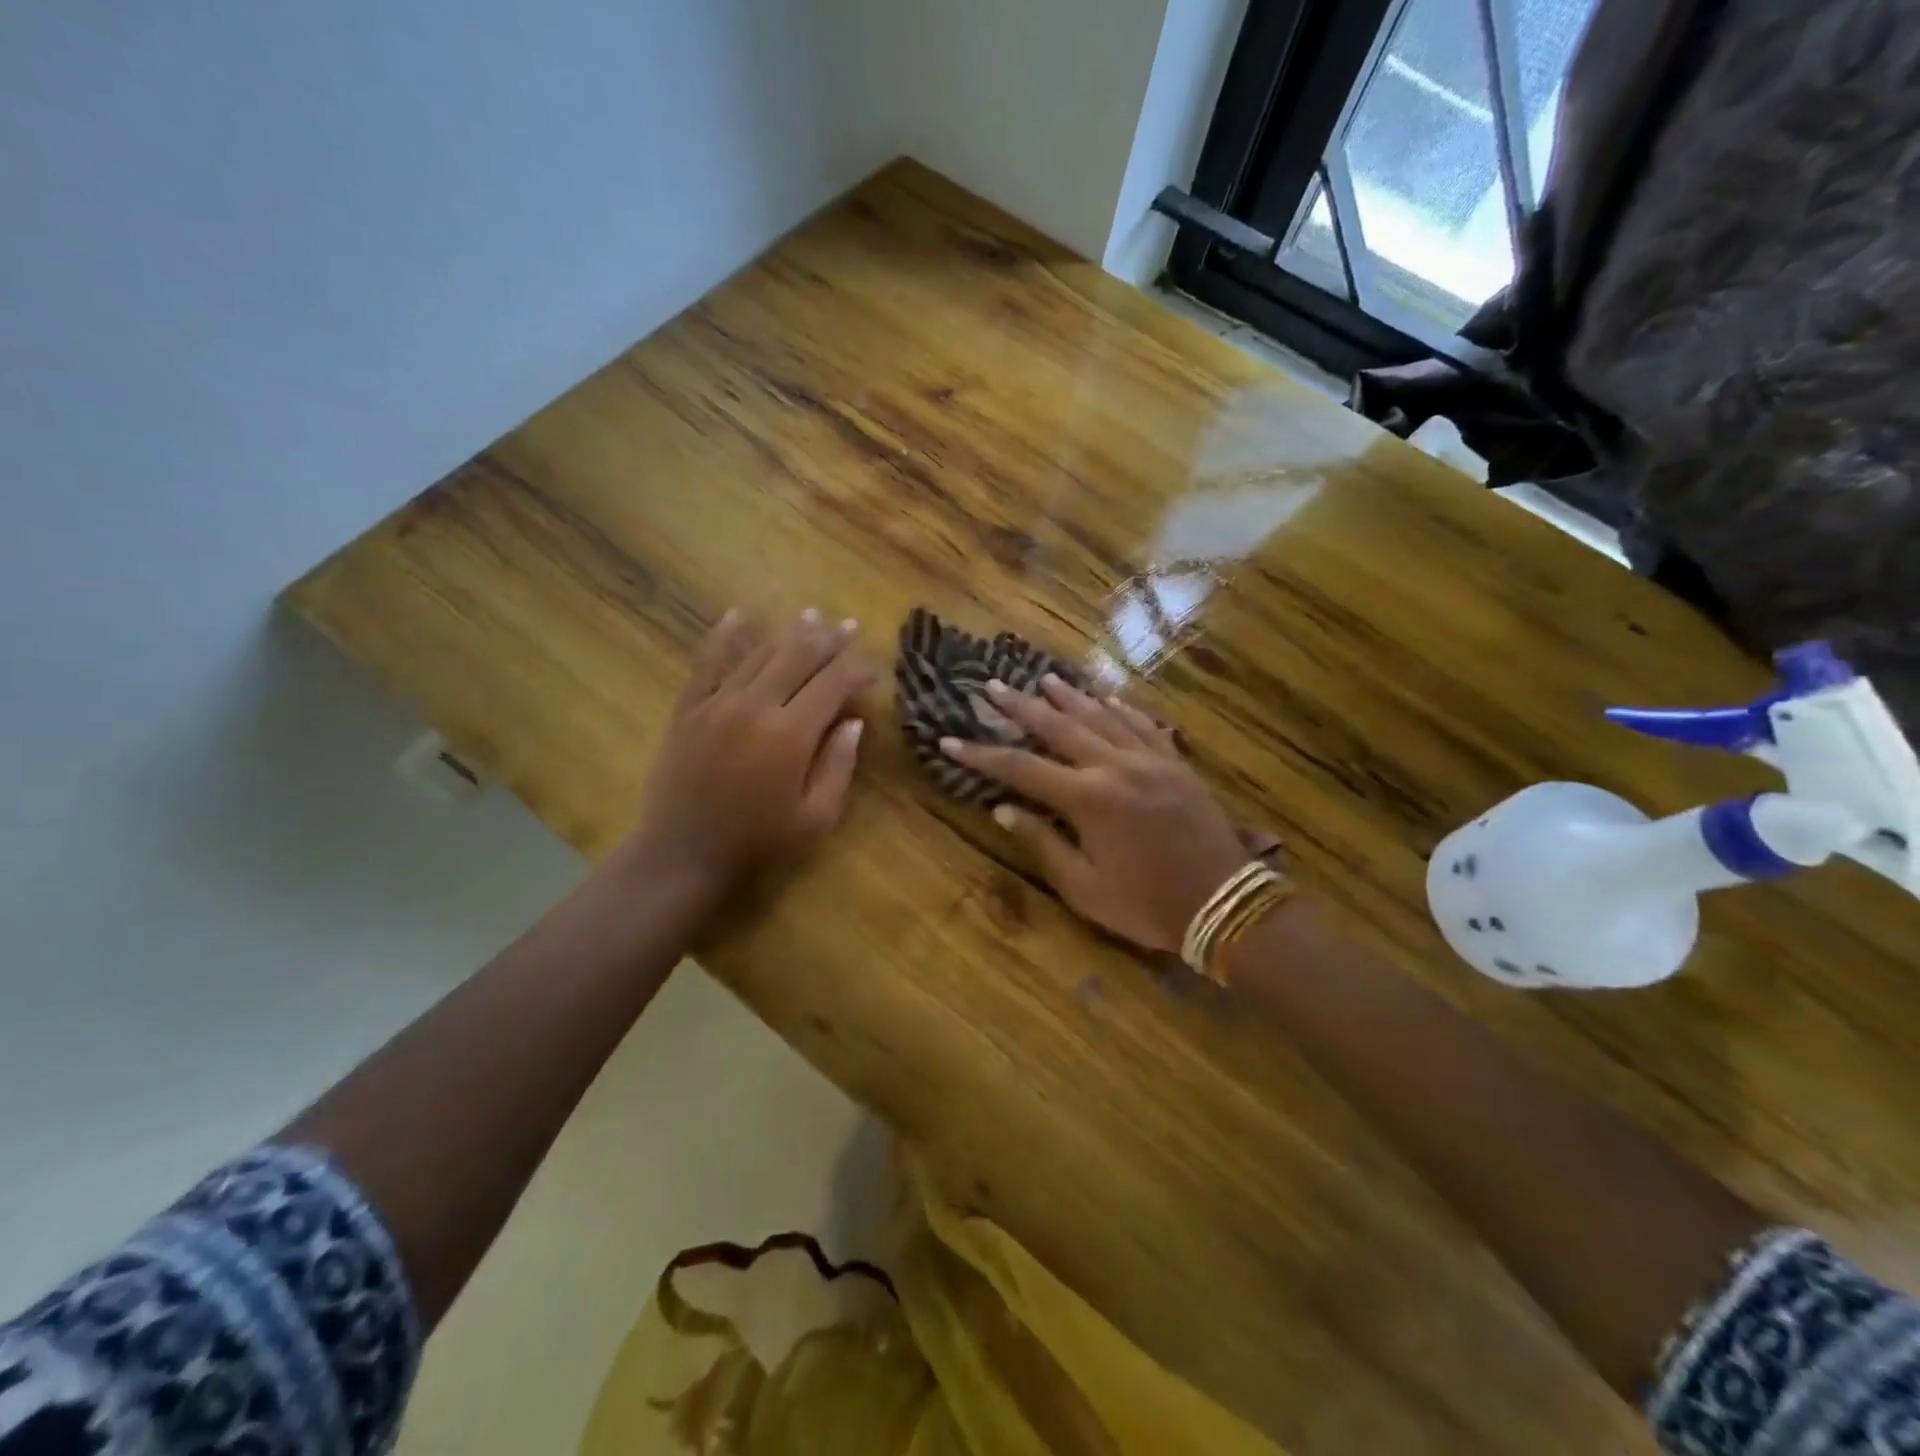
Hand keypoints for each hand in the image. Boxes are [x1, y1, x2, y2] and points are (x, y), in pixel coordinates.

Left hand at [625, 608, 876, 895]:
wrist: (683, 855)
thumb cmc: (758, 843)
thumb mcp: (815, 818)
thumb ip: (839, 766)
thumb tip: (854, 722)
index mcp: (791, 734)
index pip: (833, 683)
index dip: (858, 668)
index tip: (875, 666)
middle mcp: (754, 705)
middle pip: (798, 656)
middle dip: (829, 640)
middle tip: (849, 627)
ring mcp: (717, 702)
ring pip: (759, 653)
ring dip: (789, 632)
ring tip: (813, 617)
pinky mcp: (689, 708)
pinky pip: (708, 661)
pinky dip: (726, 635)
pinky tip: (740, 615)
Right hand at [939, 676, 1251, 952]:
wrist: (1224, 902)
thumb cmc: (1146, 904)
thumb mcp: (1084, 888)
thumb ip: (1042, 843)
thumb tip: (1002, 810)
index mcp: (1087, 799)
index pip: (1021, 769)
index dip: (981, 755)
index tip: (950, 741)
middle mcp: (1115, 766)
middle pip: (1059, 727)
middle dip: (1021, 707)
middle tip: (993, 686)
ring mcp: (1149, 759)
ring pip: (1101, 716)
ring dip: (1069, 696)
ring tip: (1043, 678)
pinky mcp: (1176, 762)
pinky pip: (1143, 724)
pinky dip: (1121, 708)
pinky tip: (1106, 697)